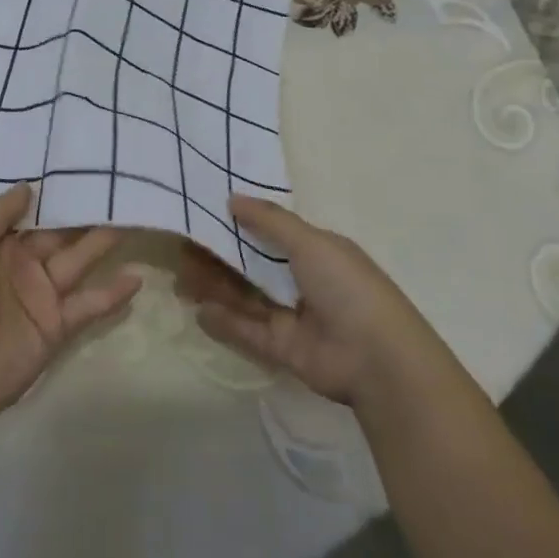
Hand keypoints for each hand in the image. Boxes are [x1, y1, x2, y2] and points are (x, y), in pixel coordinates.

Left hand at [0, 184, 142, 425]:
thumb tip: (29, 186)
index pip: (32, 211)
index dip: (56, 192)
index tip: (84, 166)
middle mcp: (21, 263)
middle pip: (61, 232)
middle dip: (88, 212)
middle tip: (123, 185)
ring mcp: (40, 295)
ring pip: (79, 260)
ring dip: (105, 242)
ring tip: (138, 216)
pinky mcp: (56, 327)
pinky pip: (88, 305)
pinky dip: (112, 294)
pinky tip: (136, 277)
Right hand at [177, 195, 438, 407]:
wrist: (378, 359)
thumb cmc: (347, 287)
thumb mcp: (311, 242)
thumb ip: (270, 221)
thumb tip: (232, 198)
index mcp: (315, 252)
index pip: (270, 233)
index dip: (238, 224)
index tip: (203, 215)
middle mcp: (302, 281)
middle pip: (251, 265)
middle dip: (218, 256)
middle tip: (181, 248)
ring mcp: (292, 316)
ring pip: (245, 296)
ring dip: (215, 286)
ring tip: (180, 277)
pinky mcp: (283, 349)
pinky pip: (248, 331)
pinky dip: (225, 321)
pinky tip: (198, 310)